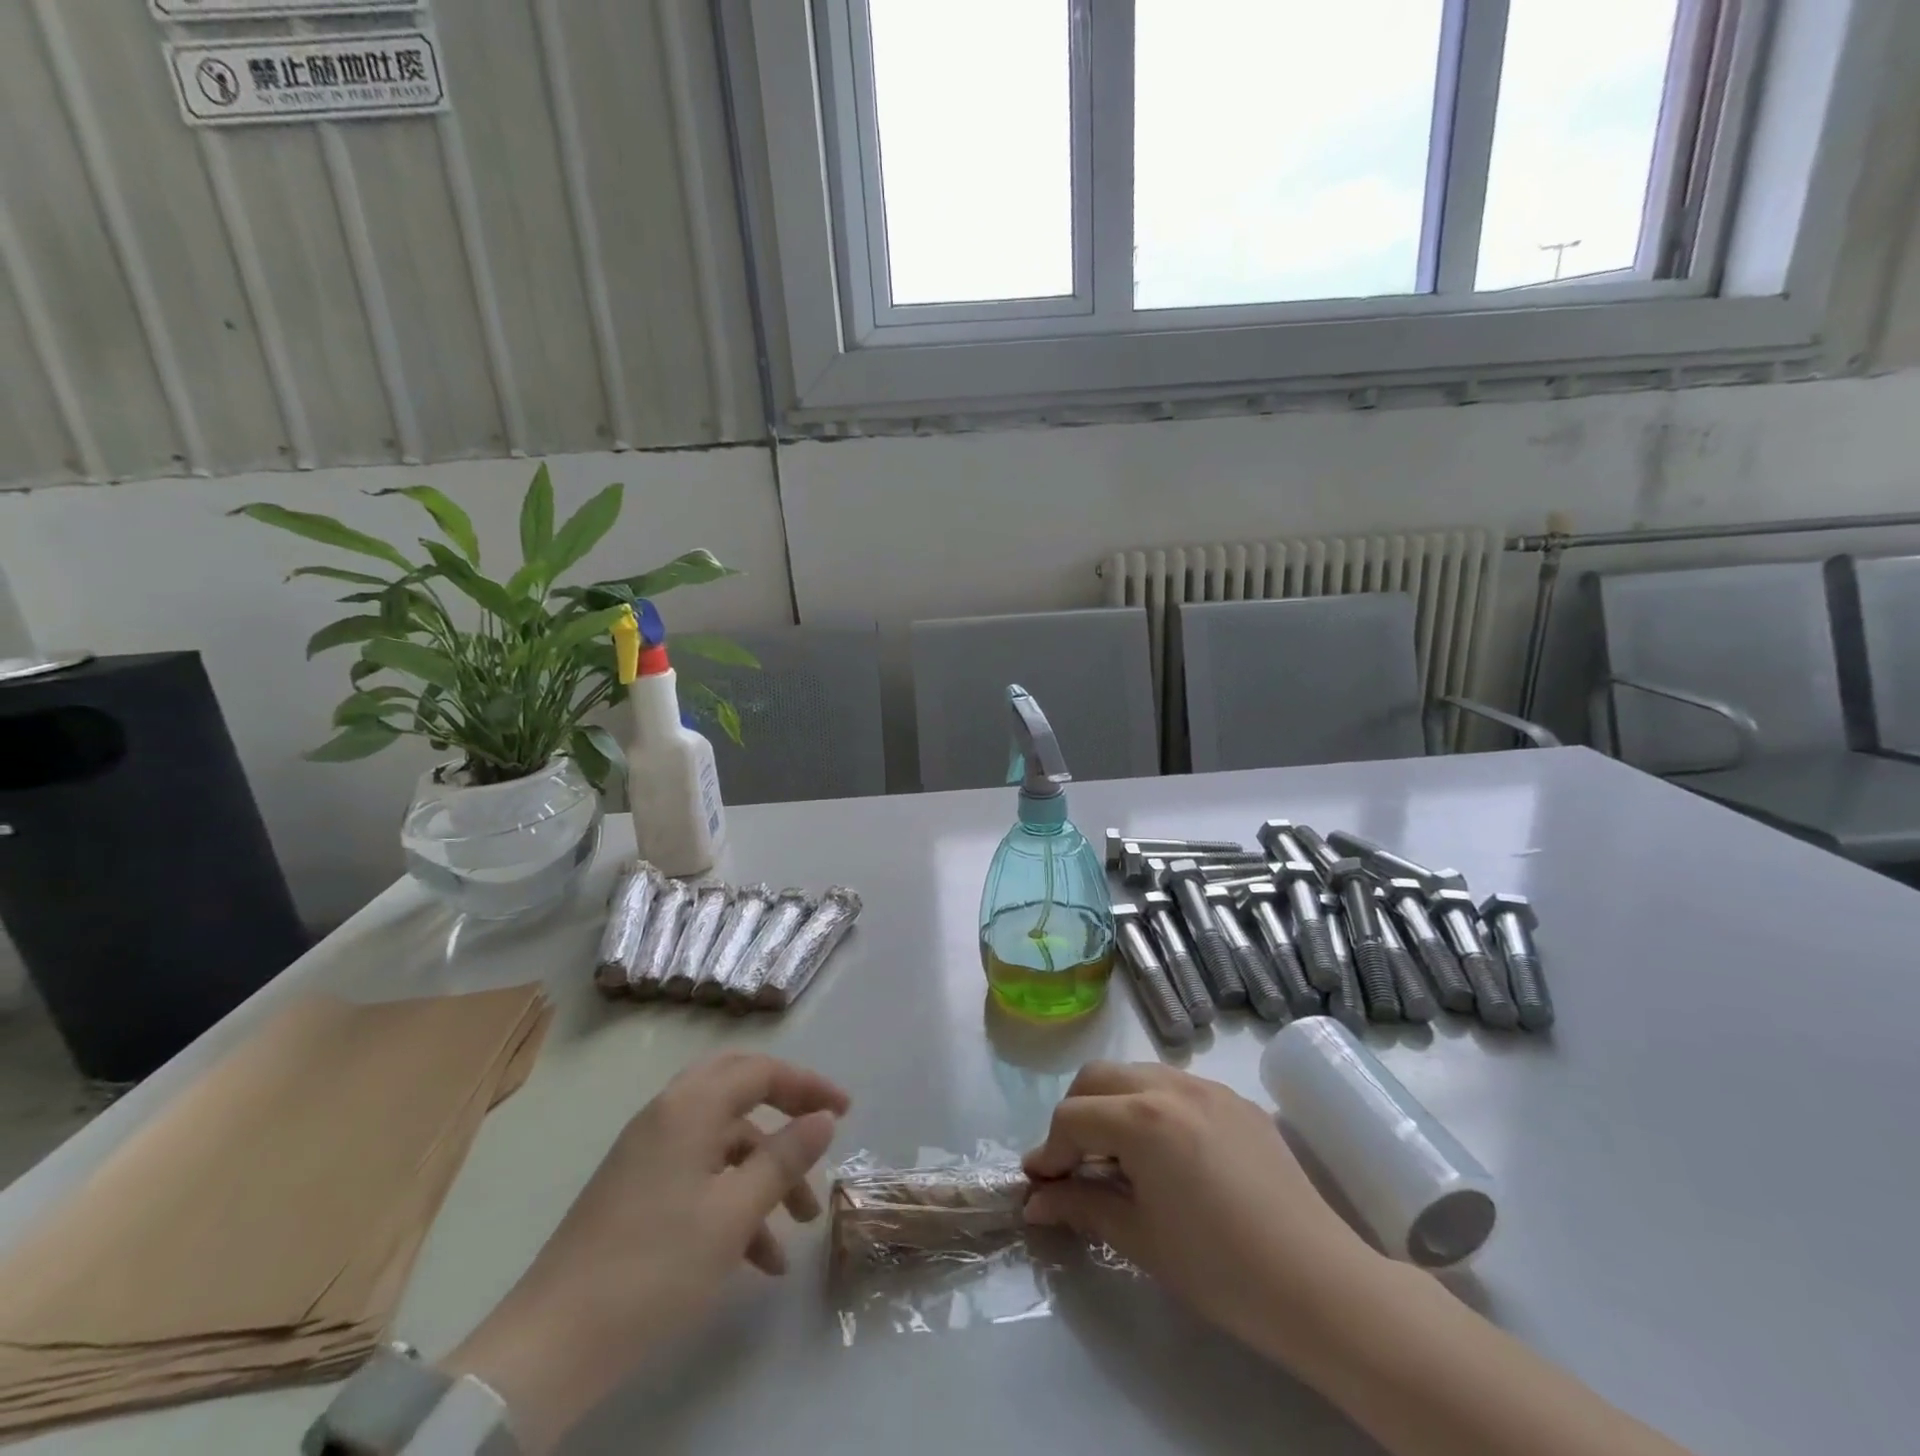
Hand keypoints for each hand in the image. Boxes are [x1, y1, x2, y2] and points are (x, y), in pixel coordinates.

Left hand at [443, 1052, 849, 1453]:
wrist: (550, 1347)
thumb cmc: (654, 1267)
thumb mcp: (734, 1214)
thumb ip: (784, 1158)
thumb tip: (823, 1119)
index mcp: (690, 1107)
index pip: (760, 1070)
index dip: (807, 1086)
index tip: (845, 1112)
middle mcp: (668, 1115)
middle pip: (738, 1088)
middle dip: (784, 1111)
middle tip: (820, 1133)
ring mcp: (648, 1153)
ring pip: (722, 1140)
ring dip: (764, 1170)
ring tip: (798, 1225)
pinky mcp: (636, 1190)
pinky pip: (699, 1174)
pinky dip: (733, 1199)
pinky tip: (759, 1259)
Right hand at [1022, 1061, 1379, 1364]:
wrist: (1318, 1284)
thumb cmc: (1219, 1269)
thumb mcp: (1139, 1238)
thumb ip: (1081, 1206)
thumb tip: (1034, 1201)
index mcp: (1141, 1118)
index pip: (1072, 1117)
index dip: (1049, 1151)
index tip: (1041, 1186)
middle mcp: (1169, 1085)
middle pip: (1097, 1078)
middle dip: (1075, 1114)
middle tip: (1074, 1164)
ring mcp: (1206, 1086)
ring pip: (1136, 1074)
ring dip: (1112, 1104)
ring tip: (1118, 1156)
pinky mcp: (1234, 1098)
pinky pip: (1175, 1086)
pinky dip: (1151, 1106)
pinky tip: (1165, 1152)